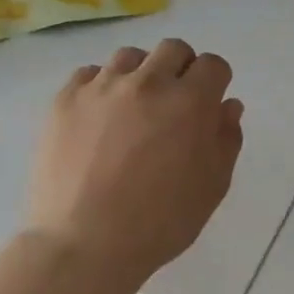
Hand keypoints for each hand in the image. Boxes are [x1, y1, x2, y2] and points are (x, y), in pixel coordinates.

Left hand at [26, 39, 243, 284]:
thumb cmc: (159, 223)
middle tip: (173, 103)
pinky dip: (101, 87)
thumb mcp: (212, 187)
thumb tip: (227, 105)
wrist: (84, 244)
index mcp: (189, 102)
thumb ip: (226, 139)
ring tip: (133, 108)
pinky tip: (99, 118)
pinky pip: (89, 74)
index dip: (215, 82)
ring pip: (130, 56)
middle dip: (181, 69)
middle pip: (173, 49)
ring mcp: (102, 87)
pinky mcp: (66, 99)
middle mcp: (147, 82)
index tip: (208, 103)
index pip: (213, 64)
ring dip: (140, 74)